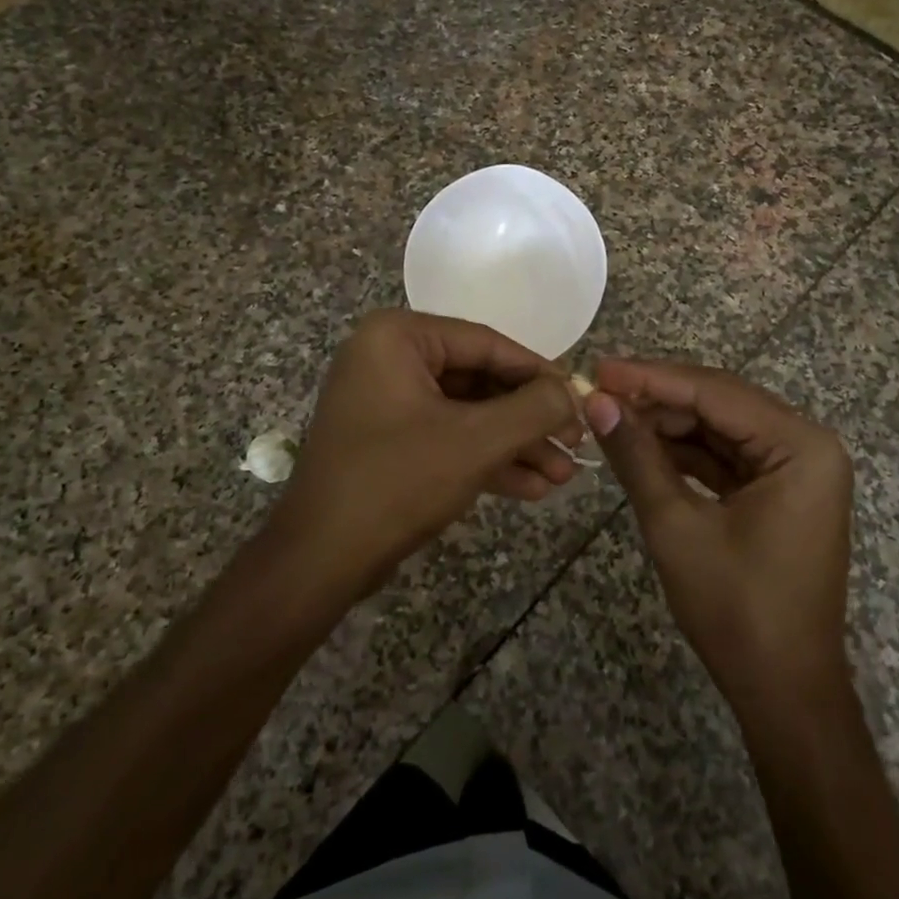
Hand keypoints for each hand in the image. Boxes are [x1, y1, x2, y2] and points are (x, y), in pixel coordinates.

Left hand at [268, 309, 582, 597]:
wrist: (319, 561)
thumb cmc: (396, 482)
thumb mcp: (475, 441)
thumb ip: (533, 409)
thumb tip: (574, 392)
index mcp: (398, 337)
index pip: (486, 343)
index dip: (538, 373)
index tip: (579, 397)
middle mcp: (388, 358)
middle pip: (479, 380)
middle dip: (528, 419)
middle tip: (575, 442)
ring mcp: (386, 401)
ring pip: (467, 414)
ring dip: (514, 445)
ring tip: (563, 474)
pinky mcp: (388, 440)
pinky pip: (447, 437)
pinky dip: (486, 459)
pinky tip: (532, 487)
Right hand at [581, 359, 853, 706]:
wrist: (783, 692)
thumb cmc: (736, 610)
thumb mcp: (676, 525)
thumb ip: (637, 455)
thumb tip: (596, 402)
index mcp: (801, 446)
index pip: (715, 392)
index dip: (652, 378)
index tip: (599, 368)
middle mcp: (807, 445)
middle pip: (720, 403)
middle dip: (658, 398)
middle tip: (600, 392)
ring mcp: (796, 468)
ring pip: (720, 427)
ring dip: (667, 423)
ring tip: (612, 417)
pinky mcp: (781, 491)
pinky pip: (727, 456)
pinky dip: (685, 452)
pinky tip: (642, 445)